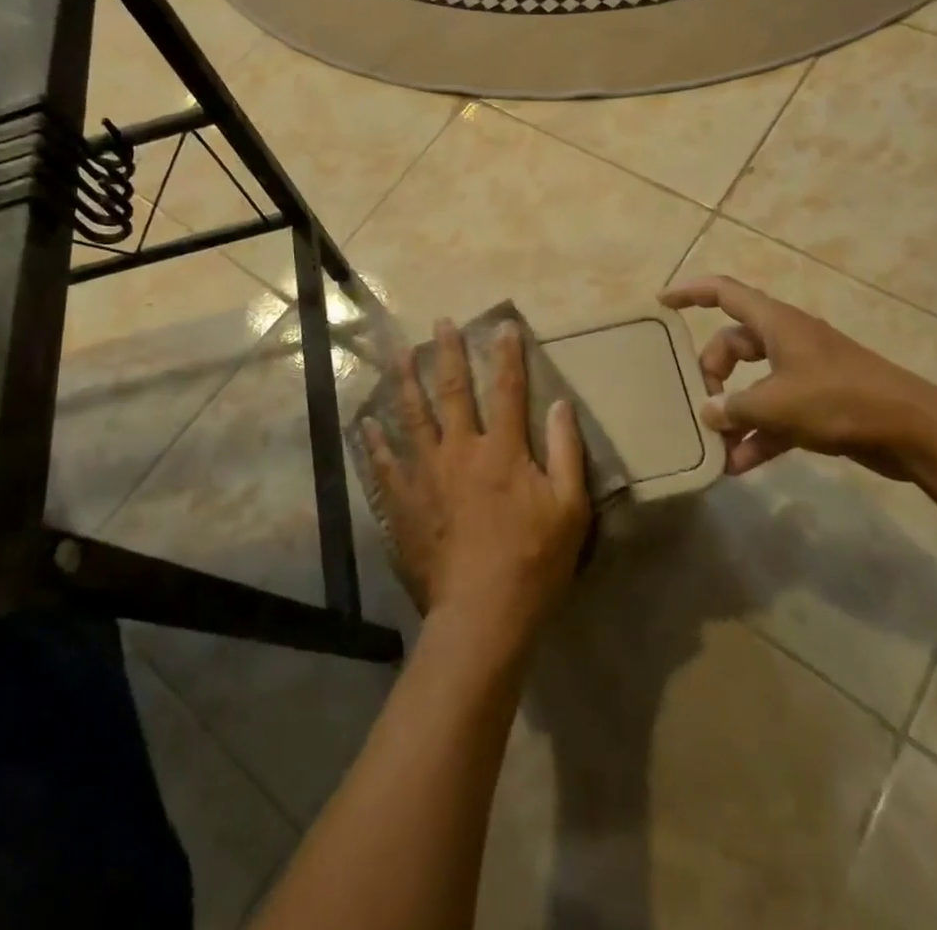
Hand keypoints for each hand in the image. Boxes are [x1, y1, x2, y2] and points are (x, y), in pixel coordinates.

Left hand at [363, 319, 590, 652]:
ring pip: (412, 416)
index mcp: (503, 450)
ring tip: (397, 353)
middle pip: (452, 391)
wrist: (482, 614)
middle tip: (440, 322)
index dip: (507, 354)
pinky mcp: (403, 502)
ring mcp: (426, 474)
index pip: (508, 389)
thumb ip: (566, 452)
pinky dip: (375, 441)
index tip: (503, 325)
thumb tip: (561, 404)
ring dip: (405, 381)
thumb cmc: (534, 562)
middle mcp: (460, 450)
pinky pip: (384, 464)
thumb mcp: (569, 508)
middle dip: (448, 353)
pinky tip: (367, 423)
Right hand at [658, 275, 936, 478]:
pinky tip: (738, 465)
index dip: (690, 293)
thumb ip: (734, 407)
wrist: (912, 431)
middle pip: (734, 344)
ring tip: (713, 444)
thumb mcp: (776, 404)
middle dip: (712, 372)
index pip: (724, 293)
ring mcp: (805, 372)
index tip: (661, 303)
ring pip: (754, 383)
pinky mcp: (819, 403)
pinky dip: (758, 434)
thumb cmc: (838, 400)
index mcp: (776, 323)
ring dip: (734, 412)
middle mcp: (787, 341)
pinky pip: (776, 413)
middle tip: (701, 402)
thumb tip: (708, 412)